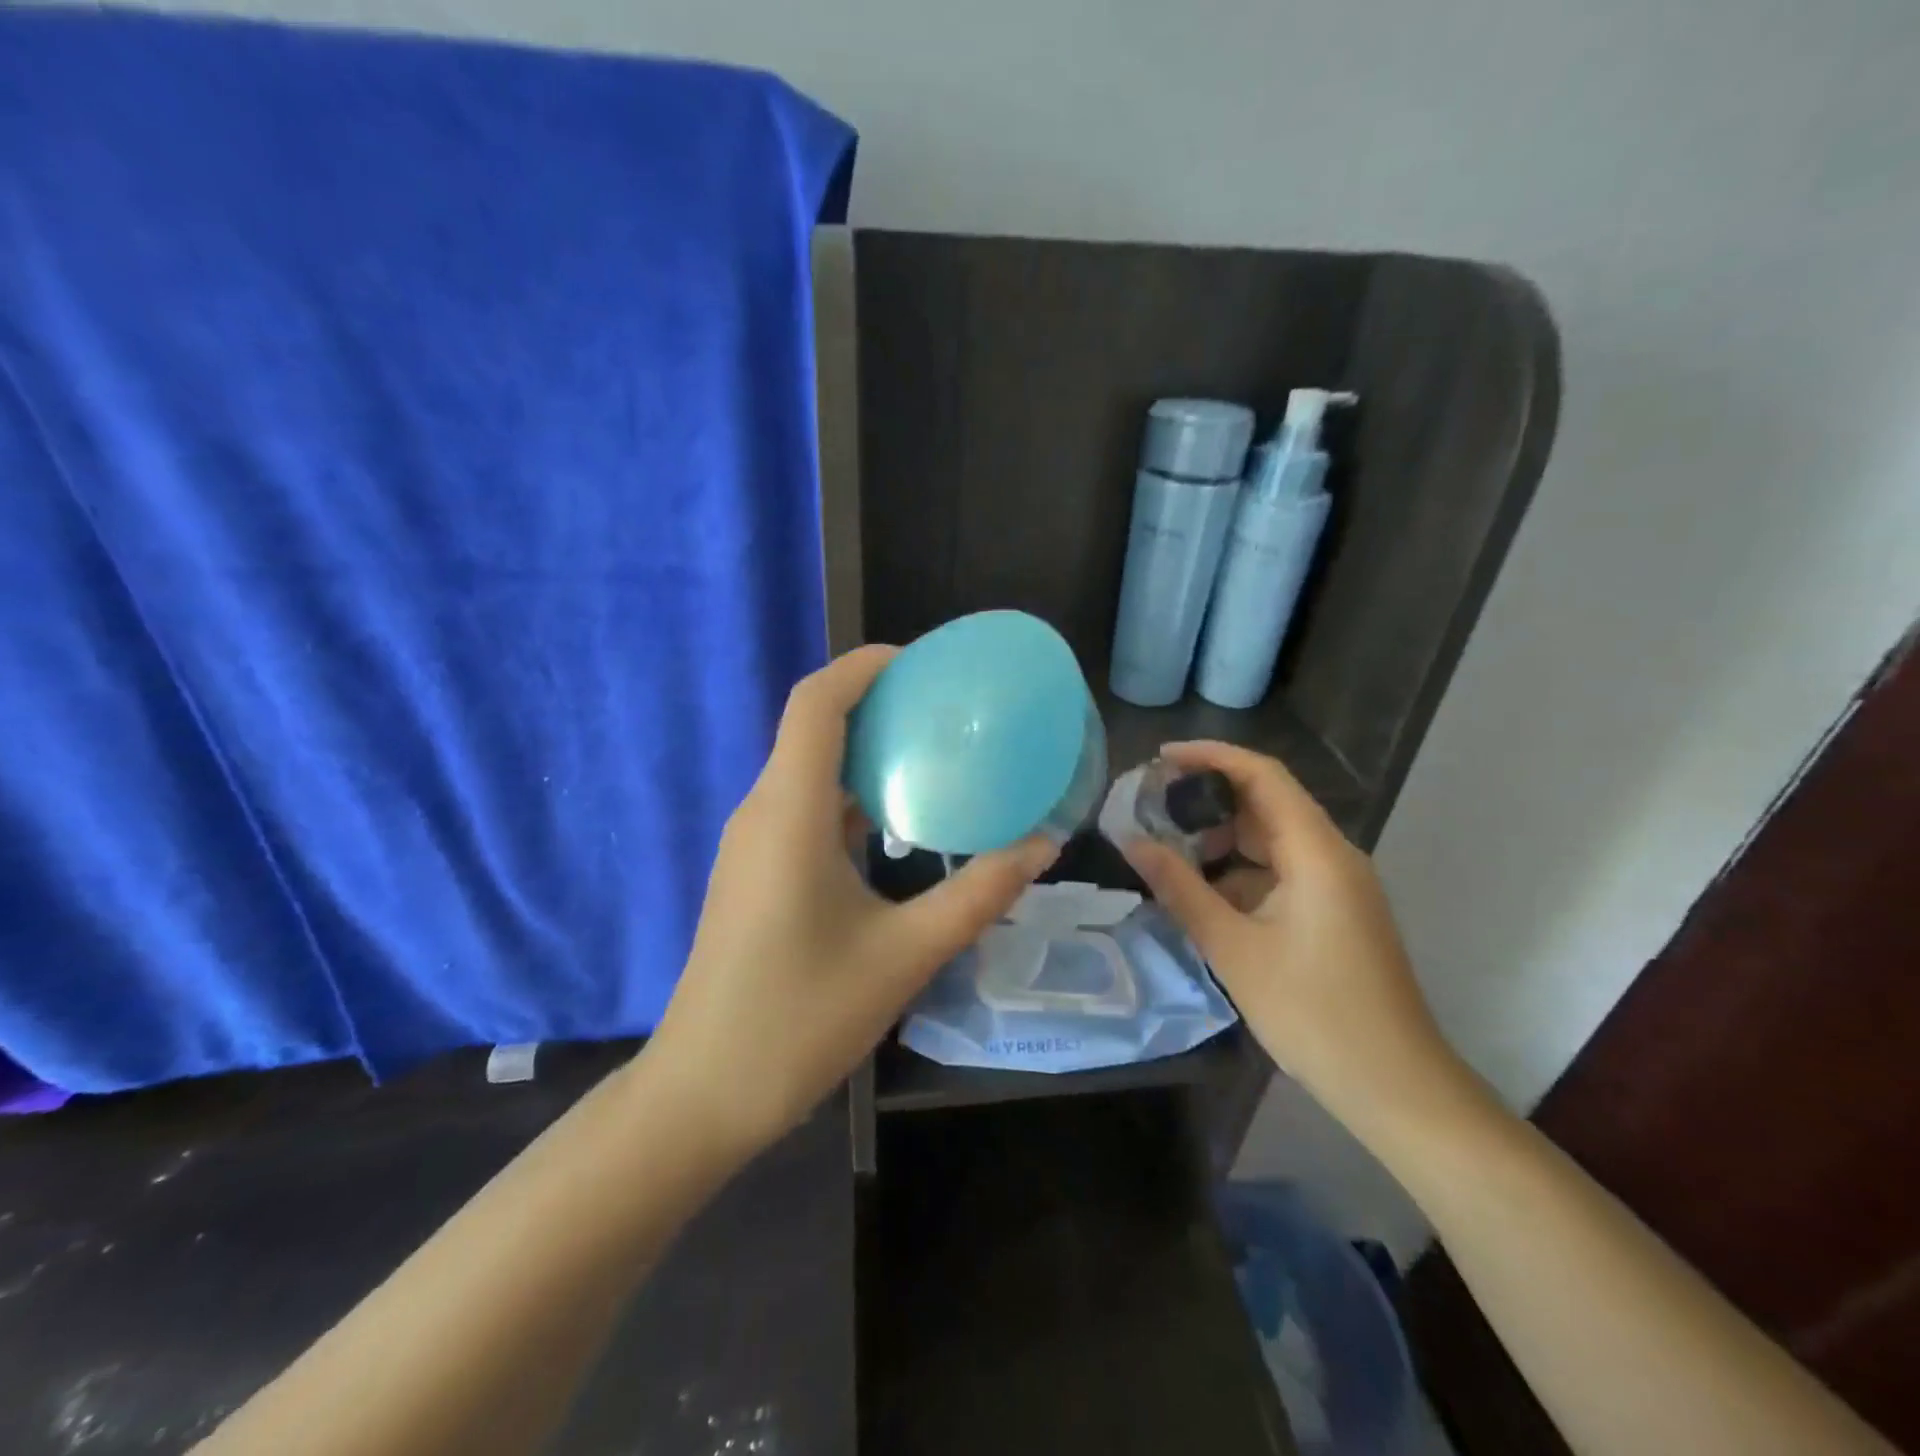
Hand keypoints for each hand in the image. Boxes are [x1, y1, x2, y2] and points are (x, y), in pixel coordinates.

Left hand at [645, 645, 1056, 1153]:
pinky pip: (806, 804)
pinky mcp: (757, 869)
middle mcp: (763, 811)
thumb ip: (978, 895)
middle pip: (814, 724)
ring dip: (867, 748)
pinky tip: (900, 818)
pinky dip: (853, 791)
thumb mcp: (906, 955)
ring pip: (810, 766)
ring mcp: (753, 841)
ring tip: (937, 753)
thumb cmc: (801, 1019)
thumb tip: (1041, 846)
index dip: (866, 666)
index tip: (926, 664)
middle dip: (879, 701)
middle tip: (950, 708)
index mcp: (790, 813)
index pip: (816, 702)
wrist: (705, 1093)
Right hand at [1120, 740, 1465, 1134]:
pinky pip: (1281, 871)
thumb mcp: (1232, 947)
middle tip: (1152, 805)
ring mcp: (1337, 885)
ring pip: (1272, 839)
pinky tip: (1202, 892)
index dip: (1211, 756)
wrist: (1395, 1086)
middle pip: (1267, 802)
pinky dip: (1240, 870)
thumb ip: (1180, 888)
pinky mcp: (1335, 911)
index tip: (1161, 760)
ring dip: (1222, 837)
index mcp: (1316, 852)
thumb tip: (1132, 842)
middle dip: (1209, 797)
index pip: (1263, 775)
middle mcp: (1333, 856)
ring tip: (1167, 847)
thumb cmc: (1312, 1012)